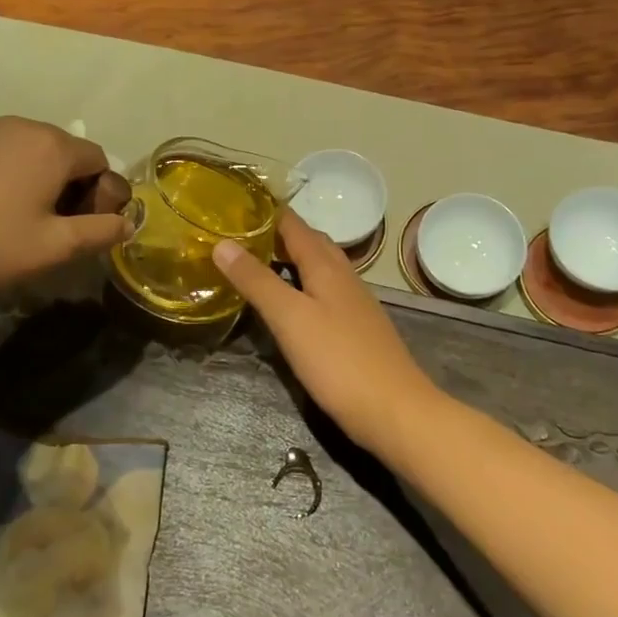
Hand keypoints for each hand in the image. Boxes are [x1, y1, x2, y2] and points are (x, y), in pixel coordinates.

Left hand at [0, 117, 130, 302]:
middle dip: (69, 186)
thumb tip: (127, 222)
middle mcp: (19, 126)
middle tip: (50, 229)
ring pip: (28, 152)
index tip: (81, 228)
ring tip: (13, 222)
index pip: (99, 160)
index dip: (100, 194)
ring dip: (36, 181)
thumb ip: (100, 232)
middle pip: (64, 152)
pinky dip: (3, 177)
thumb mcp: (53, 248)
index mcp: (51, 146)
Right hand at [214, 211, 443, 455]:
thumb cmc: (338, 360)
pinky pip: (324, 292)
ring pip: (319, 268)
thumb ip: (256, 281)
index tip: (233, 206)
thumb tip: (222, 244)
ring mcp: (354, 303)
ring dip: (290, 261)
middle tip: (239, 237)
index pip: (294, 224)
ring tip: (257, 266)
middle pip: (309, 243)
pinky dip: (302, 287)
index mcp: (326, 265)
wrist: (395, 411)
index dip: (266, 212)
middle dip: (277, 235)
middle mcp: (343, 276)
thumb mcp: (289, 318)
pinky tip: (289, 306)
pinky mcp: (356, 328)